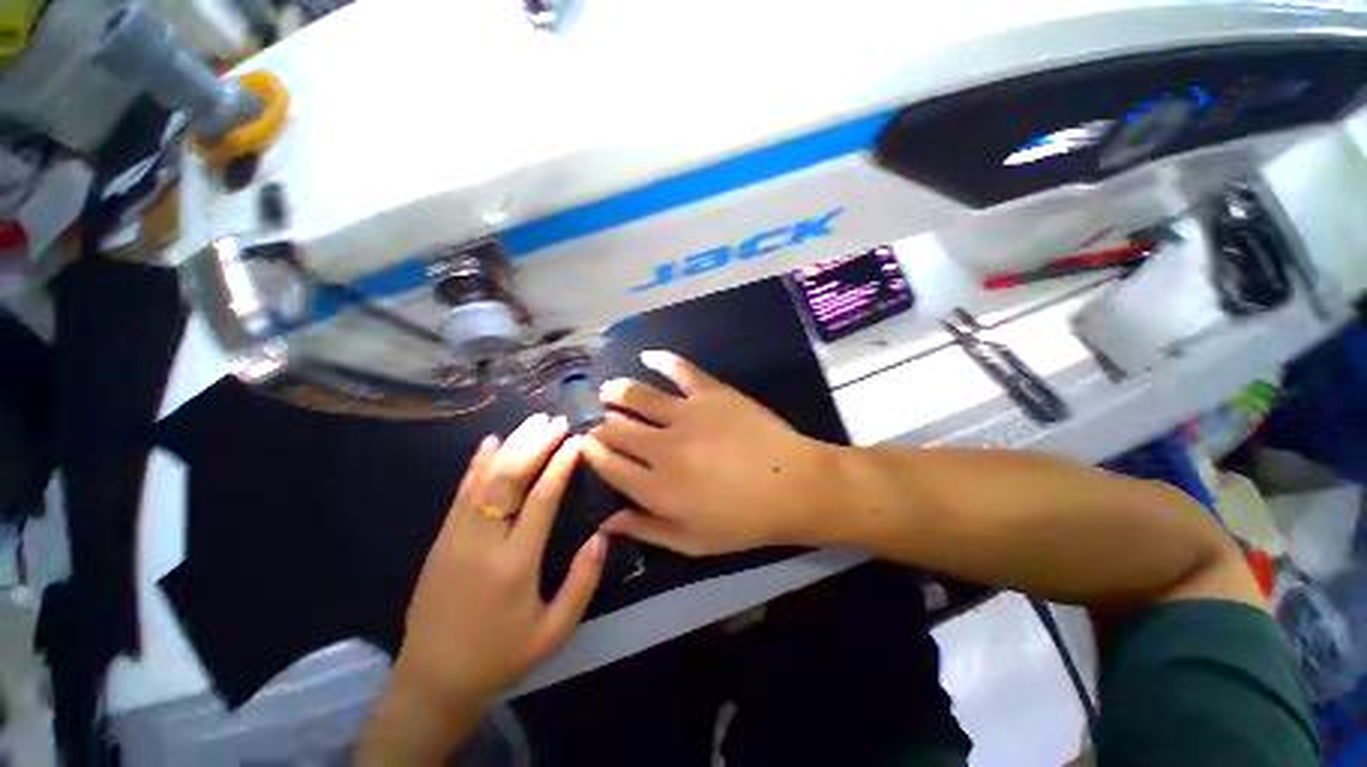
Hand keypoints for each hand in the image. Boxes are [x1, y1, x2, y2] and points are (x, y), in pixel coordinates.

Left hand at [372, 414, 605, 760]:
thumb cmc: (501, 656)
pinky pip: (461, 492)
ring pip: (484, 479)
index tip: (575, 440)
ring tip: (533, 421)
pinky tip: (491, 441)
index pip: (540, 500)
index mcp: (515, 564)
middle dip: (535, 444)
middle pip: (509, 480)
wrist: (433, 679)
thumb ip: (582, 582)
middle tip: (557, 421)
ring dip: (511, 445)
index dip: (559, 465)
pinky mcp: (441, 539)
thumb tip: (603, 535)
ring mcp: (456, 538)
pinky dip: (477, 463)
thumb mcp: (554, 631)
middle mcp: (483, 543)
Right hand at [583, 351, 835, 554]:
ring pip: (637, 395)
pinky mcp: (711, 392)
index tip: (585, 443)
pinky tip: (649, 356)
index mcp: (657, 486)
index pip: (608, 463)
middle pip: (616, 427)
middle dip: (600, 422)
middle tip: (598, 419)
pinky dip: (662, 360)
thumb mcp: (693, 541)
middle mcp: (663, 446)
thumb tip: (606, 520)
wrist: (794, 485)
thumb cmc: (744, 521)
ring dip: (616, 391)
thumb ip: (647, 529)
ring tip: (608, 390)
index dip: (591, 451)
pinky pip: (680, 369)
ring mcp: (687, 414)